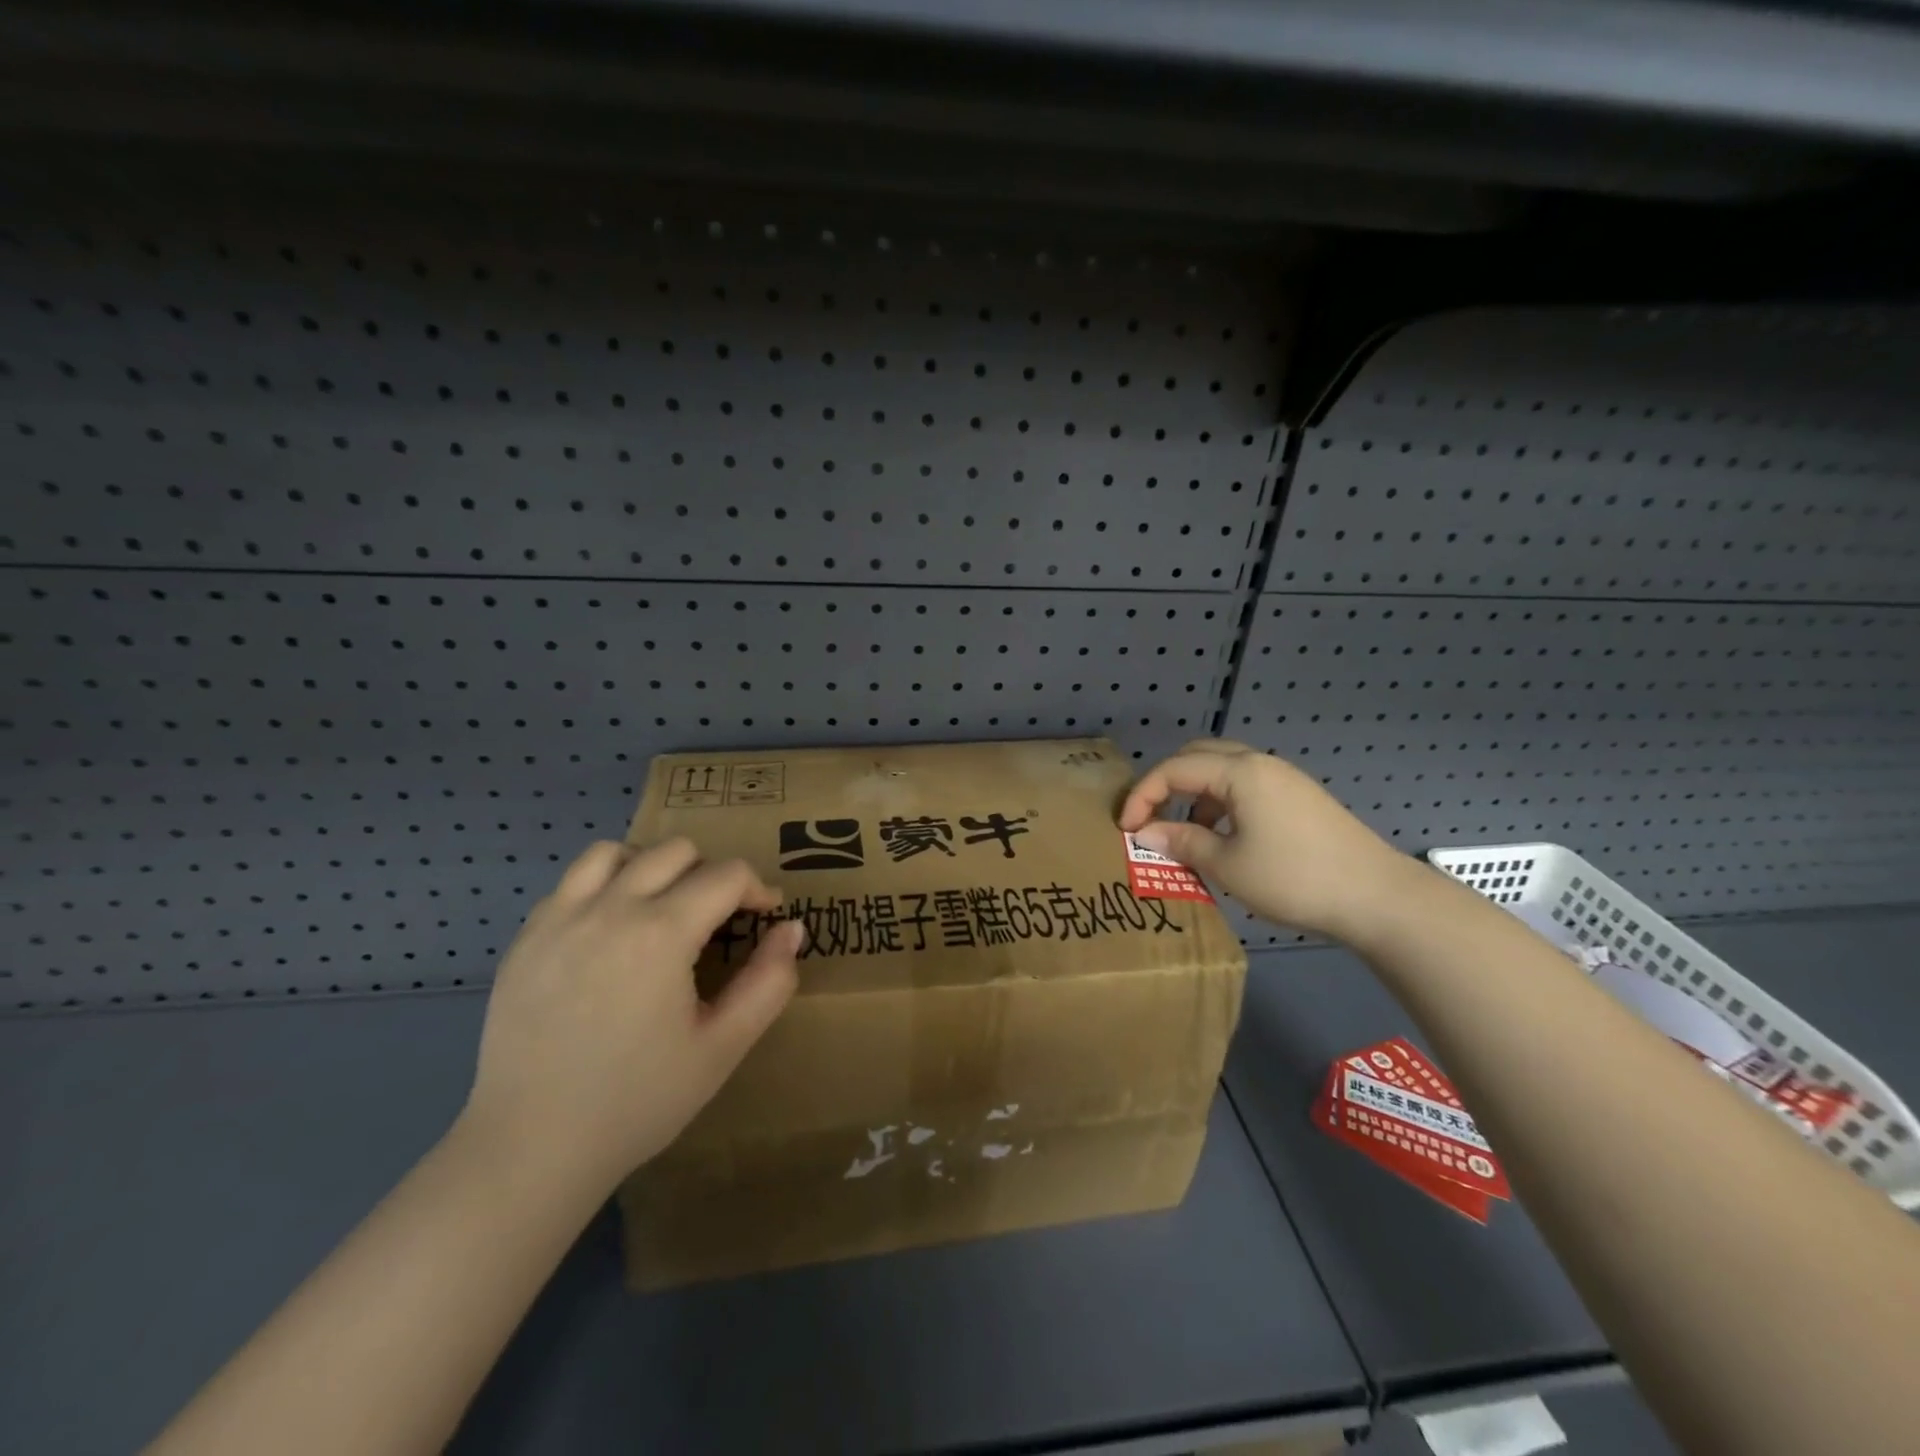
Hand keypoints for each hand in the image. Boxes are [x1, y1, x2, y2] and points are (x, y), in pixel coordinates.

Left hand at [458, 839, 804, 1193]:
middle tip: (717, 919)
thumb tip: (791, 929)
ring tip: (660, 909)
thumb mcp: (723, 1047)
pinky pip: (571, 883)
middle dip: (710, 875)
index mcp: (661, 932)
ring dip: (651, 867)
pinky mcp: (525, 939)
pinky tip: (611, 932)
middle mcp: (609, 908)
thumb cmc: (638, 1101)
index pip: (726, 875)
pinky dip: (603, 887)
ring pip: (615, 852)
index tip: (765, 916)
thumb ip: (769, 982)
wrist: (532, 1149)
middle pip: (675, 851)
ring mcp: (559, 919)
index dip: (757, 889)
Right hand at [1118, 739, 1410, 942]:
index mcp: (1240, 772)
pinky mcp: (1299, 798)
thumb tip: (1146, 834)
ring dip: (1194, 793)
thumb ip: (1182, 842)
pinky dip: (1221, 802)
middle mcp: (1260, 764)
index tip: (1125, 829)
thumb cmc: (1294, 877)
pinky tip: (1224, 837)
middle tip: (1150, 816)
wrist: (1378, 897)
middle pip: (1198, 755)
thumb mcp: (1228, 865)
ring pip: (1223, 770)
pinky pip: (1245, 786)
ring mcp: (1284, 779)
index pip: (1174, 769)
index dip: (1142, 795)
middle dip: (1166, 783)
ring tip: (1185, 832)